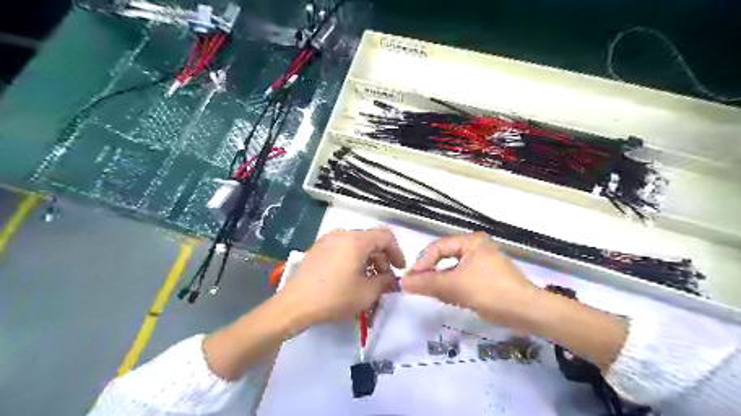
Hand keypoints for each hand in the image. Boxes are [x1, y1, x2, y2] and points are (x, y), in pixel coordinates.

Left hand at [276, 228, 404, 328]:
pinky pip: (342, 248)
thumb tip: (391, 280)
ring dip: (367, 259)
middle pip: (370, 239)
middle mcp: (342, 234)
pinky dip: (353, 258)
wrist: (296, 304)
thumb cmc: (335, 297)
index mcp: (356, 240)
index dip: (397, 252)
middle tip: (384, 279)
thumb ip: (385, 282)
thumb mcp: (367, 292)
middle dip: (382, 258)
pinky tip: (350, 277)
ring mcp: (327, 240)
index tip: (399, 269)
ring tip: (368, 280)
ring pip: (356, 244)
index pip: (385, 236)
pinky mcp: (317, 249)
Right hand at [399, 232, 539, 328]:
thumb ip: (427, 283)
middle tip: (417, 286)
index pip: (438, 246)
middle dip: (430, 272)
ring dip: (440, 282)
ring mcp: (480, 264)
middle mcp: (475, 248)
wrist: (527, 312)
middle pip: (444, 257)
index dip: (422, 262)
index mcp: (471, 241)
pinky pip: (460, 280)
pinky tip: (447, 298)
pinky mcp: (483, 279)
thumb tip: (401, 283)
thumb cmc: (491, 291)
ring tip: (430, 293)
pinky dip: (451, 288)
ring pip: (451, 270)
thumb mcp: (455, 286)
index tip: (411, 279)